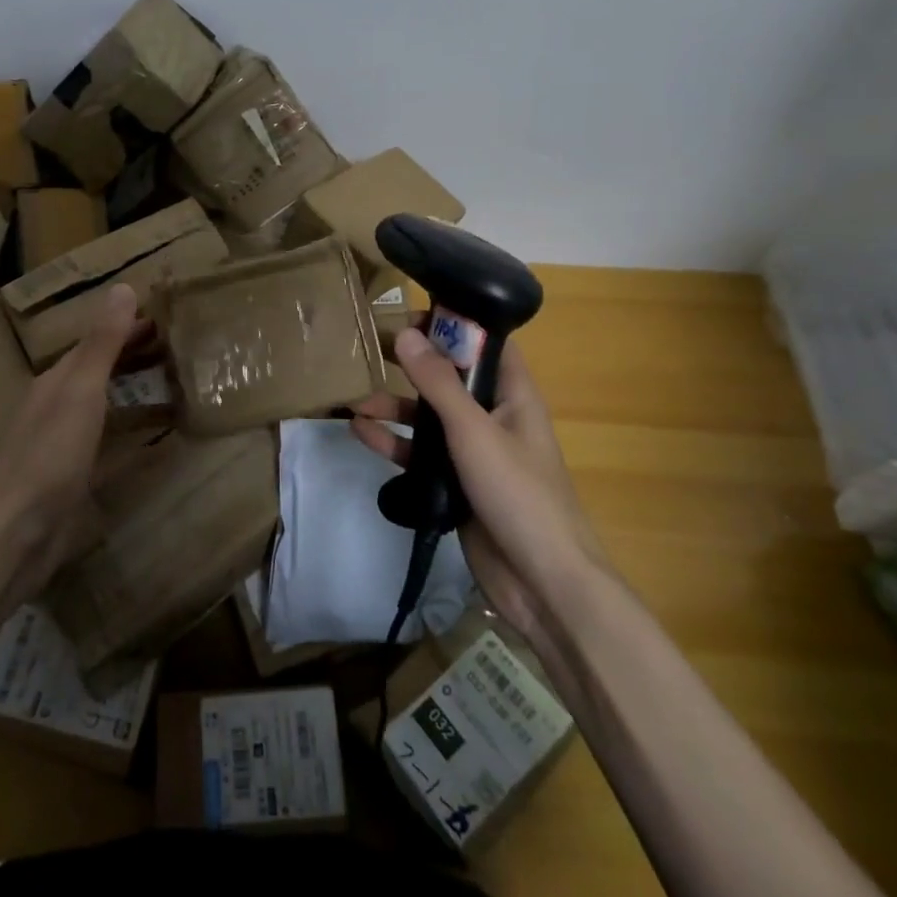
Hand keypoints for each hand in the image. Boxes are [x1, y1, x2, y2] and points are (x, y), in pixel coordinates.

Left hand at [0, 284, 141, 606]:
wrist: (16, 534)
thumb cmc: (49, 456)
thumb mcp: (80, 393)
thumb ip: (102, 344)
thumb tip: (123, 287)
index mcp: (56, 381)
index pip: (95, 342)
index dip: (127, 327)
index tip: (165, 317)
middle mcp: (57, 406)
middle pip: (98, 371)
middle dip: (132, 355)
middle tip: (176, 346)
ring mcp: (63, 444)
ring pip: (103, 405)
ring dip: (132, 390)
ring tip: (171, 383)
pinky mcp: (73, 477)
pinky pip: (108, 443)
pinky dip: (130, 433)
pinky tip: (152, 441)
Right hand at [350, 327, 610, 650]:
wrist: (542, 582)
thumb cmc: (518, 493)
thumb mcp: (474, 431)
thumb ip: (438, 384)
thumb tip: (407, 334)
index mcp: (514, 396)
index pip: (485, 346)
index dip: (453, 326)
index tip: (411, 314)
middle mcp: (494, 418)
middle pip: (450, 380)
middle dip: (413, 366)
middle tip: (371, 349)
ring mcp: (474, 453)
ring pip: (429, 418)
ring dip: (395, 407)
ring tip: (354, 400)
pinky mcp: (456, 484)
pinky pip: (420, 454)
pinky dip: (393, 443)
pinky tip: (361, 434)